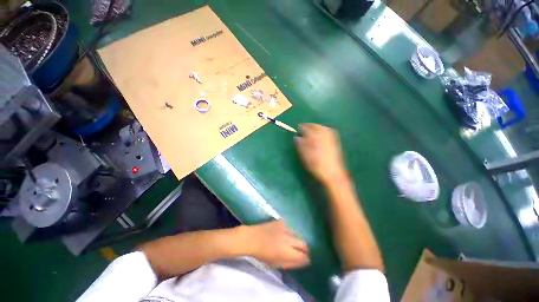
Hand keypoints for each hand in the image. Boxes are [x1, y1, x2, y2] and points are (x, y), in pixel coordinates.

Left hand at [244, 220, 309, 268]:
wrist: (252, 238)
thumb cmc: (262, 254)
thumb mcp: (276, 263)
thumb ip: (290, 263)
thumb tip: (302, 262)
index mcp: (287, 252)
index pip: (303, 256)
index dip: (305, 259)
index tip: (305, 259)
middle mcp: (289, 239)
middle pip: (303, 244)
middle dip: (304, 248)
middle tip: (301, 251)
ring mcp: (285, 228)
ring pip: (296, 234)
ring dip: (296, 239)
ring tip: (290, 241)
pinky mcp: (281, 221)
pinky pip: (288, 227)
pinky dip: (287, 231)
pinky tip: (283, 233)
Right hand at [295, 123, 346, 184]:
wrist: (332, 172)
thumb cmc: (315, 164)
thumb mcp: (304, 155)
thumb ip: (300, 144)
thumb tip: (296, 137)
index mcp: (314, 136)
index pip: (305, 127)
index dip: (300, 128)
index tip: (297, 129)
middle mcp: (323, 133)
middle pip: (314, 125)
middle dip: (308, 126)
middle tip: (303, 130)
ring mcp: (331, 136)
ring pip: (320, 127)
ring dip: (314, 128)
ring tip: (310, 132)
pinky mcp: (335, 140)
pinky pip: (326, 131)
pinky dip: (321, 131)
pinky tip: (319, 136)